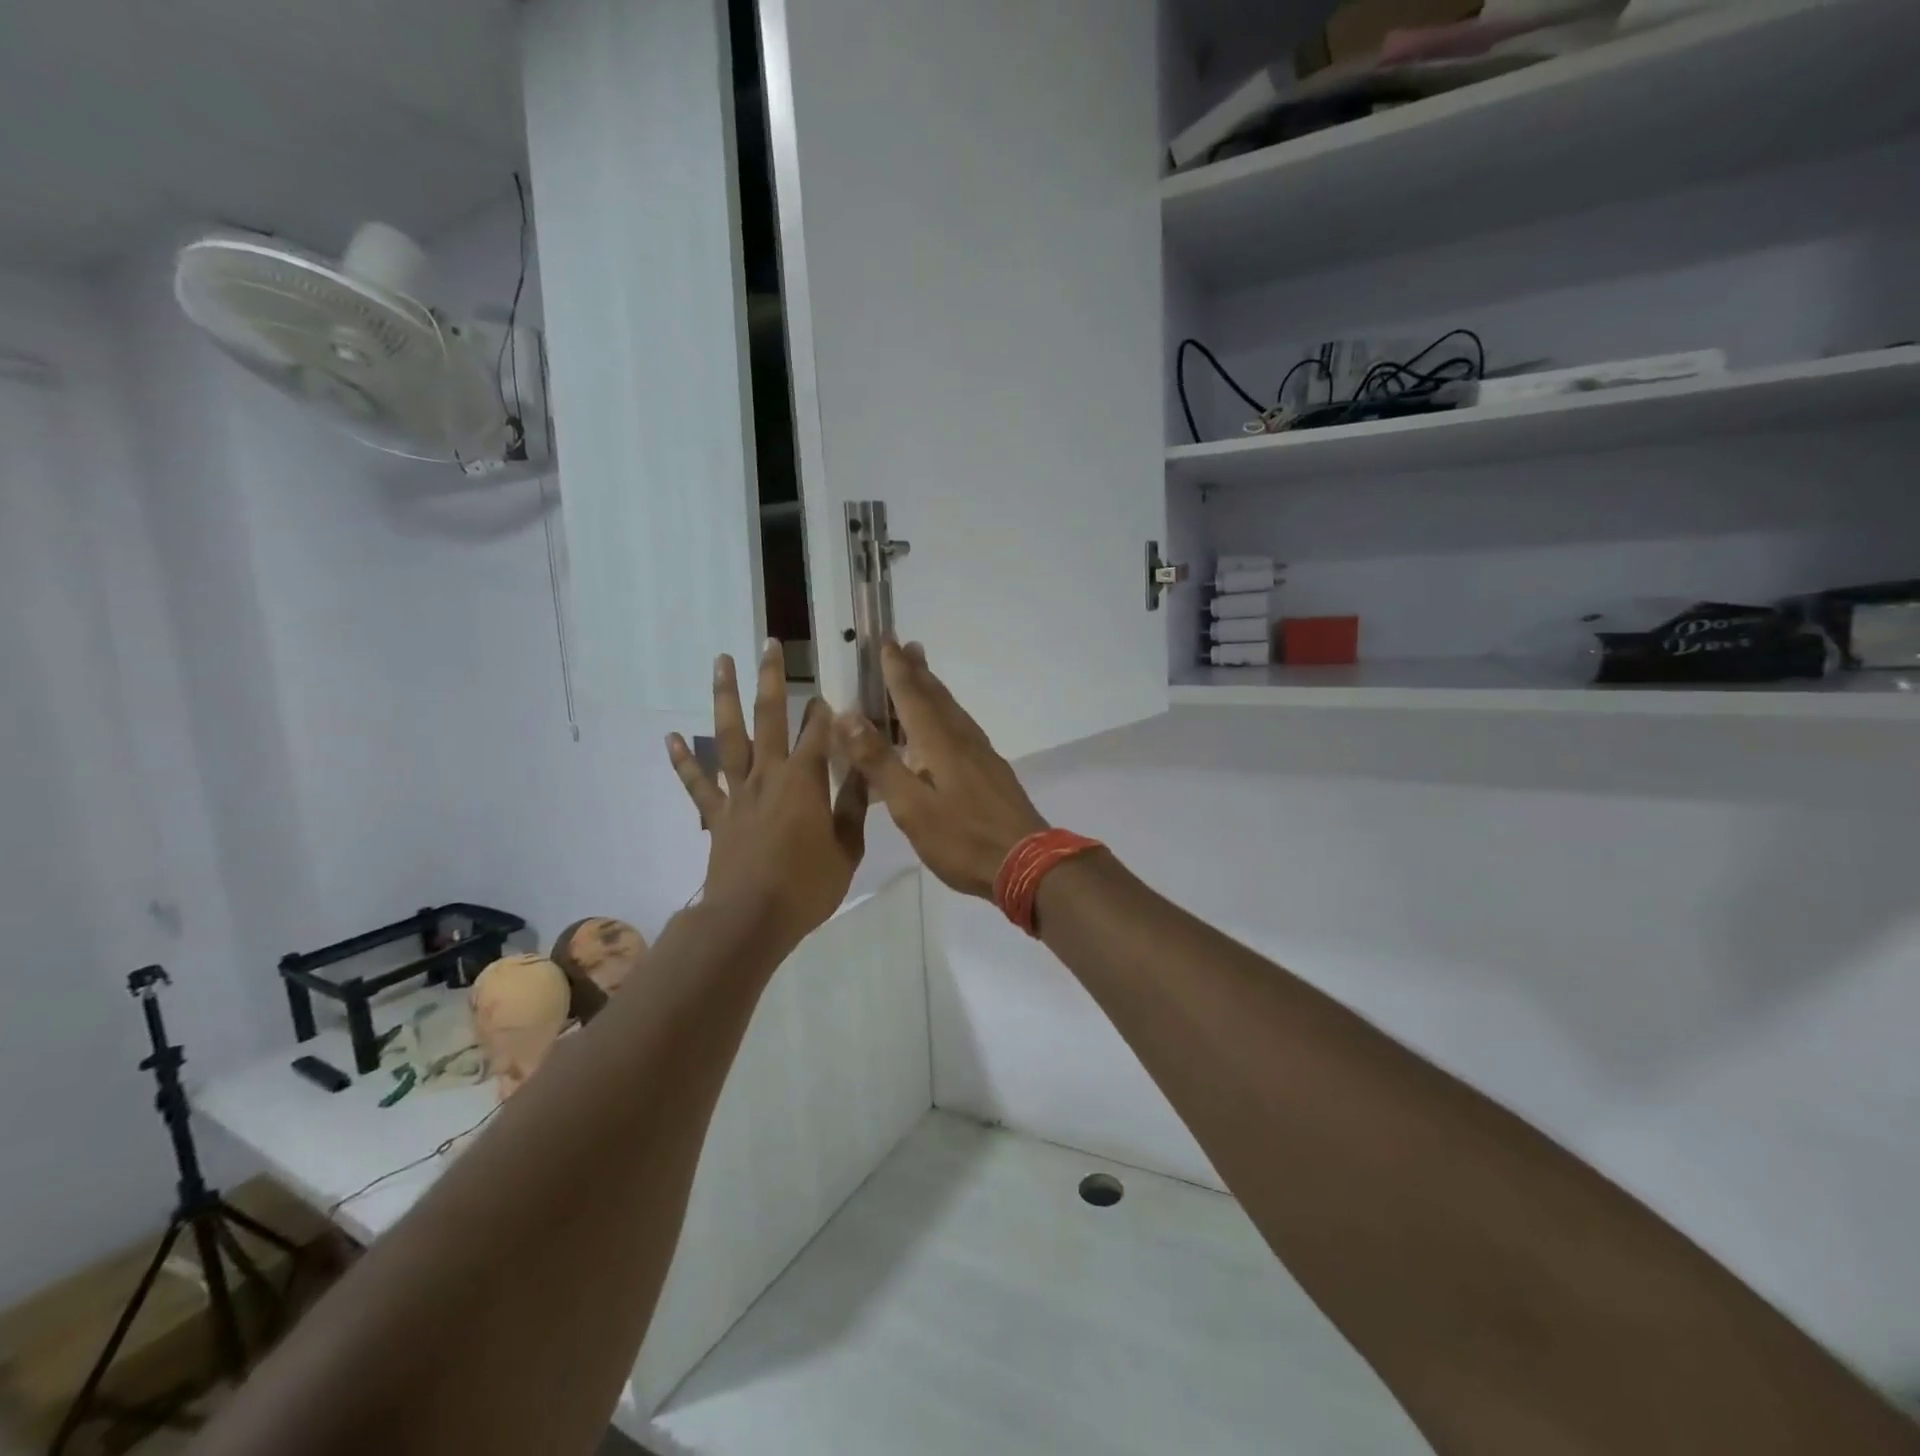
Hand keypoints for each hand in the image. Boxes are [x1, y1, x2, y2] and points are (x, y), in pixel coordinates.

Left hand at [667, 641, 867, 948]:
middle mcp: (768, 775)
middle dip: (771, 679)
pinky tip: (670, 737)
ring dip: (725, 698)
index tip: (831, 691)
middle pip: (769, 717)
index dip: (826, 711)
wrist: (750, 919)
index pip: (819, 734)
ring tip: (721, 663)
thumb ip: (854, 807)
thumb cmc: (806, 886)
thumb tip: (866, 771)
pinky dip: (683, 760)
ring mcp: (737, 793)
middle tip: (769, 645)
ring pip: (729, 736)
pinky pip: (697, 783)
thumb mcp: (847, 850)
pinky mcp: (717, 815)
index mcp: (804, 781)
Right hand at [833, 641, 1047, 897]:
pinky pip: (963, 729)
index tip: (886, 642)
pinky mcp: (992, 772)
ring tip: (924, 675)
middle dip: (918, 672)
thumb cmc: (962, 838)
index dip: (897, 671)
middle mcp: (962, 741)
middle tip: (907, 646)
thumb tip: (848, 716)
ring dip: (935, 690)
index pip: (912, 697)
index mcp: (939, 744)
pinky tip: (948, 728)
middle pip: (937, 698)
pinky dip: (948, 715)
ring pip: (953, 712)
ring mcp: (982, 756)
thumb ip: (880, 762)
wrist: (1026, 862)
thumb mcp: (911, 806)